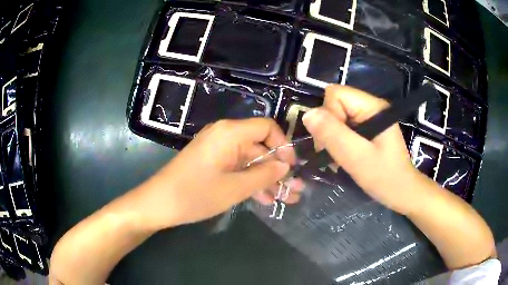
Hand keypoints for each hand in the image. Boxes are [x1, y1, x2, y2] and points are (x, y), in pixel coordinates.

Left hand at [137, 118, 296, 230]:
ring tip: (285, 198)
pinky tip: (264, 199)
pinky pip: (238, 168)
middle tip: (293, 189)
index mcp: (230, 133)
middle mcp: (225, 136)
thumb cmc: (195, 195)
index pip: (267, 127)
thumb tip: (286, 165)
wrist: (158, 204)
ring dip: (267, 179)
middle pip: (260, 146)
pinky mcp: (213, 163)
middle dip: (278, 169)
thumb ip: (264, 175)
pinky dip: (250, 181)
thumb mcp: (234, 188)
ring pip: (251, 161)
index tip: (291, 167)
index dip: (283, 145)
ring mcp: (218, 150)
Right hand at [302, 85, 427, 214]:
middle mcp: (370, 106)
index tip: (334, 142)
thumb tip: (307, 114)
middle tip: (336, 153)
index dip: (329, 116)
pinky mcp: (366, 128)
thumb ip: (333, 134)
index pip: (336, 94)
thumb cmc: (384, 177)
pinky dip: (338, 142)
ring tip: (340, 158)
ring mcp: (368, 117)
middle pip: (334, 104)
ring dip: (332, 138)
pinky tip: (344, 156)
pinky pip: (342, 127)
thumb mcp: (357, 157)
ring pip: (336, 117)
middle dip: (329, 129)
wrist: (401, 192)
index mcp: (372, 106)